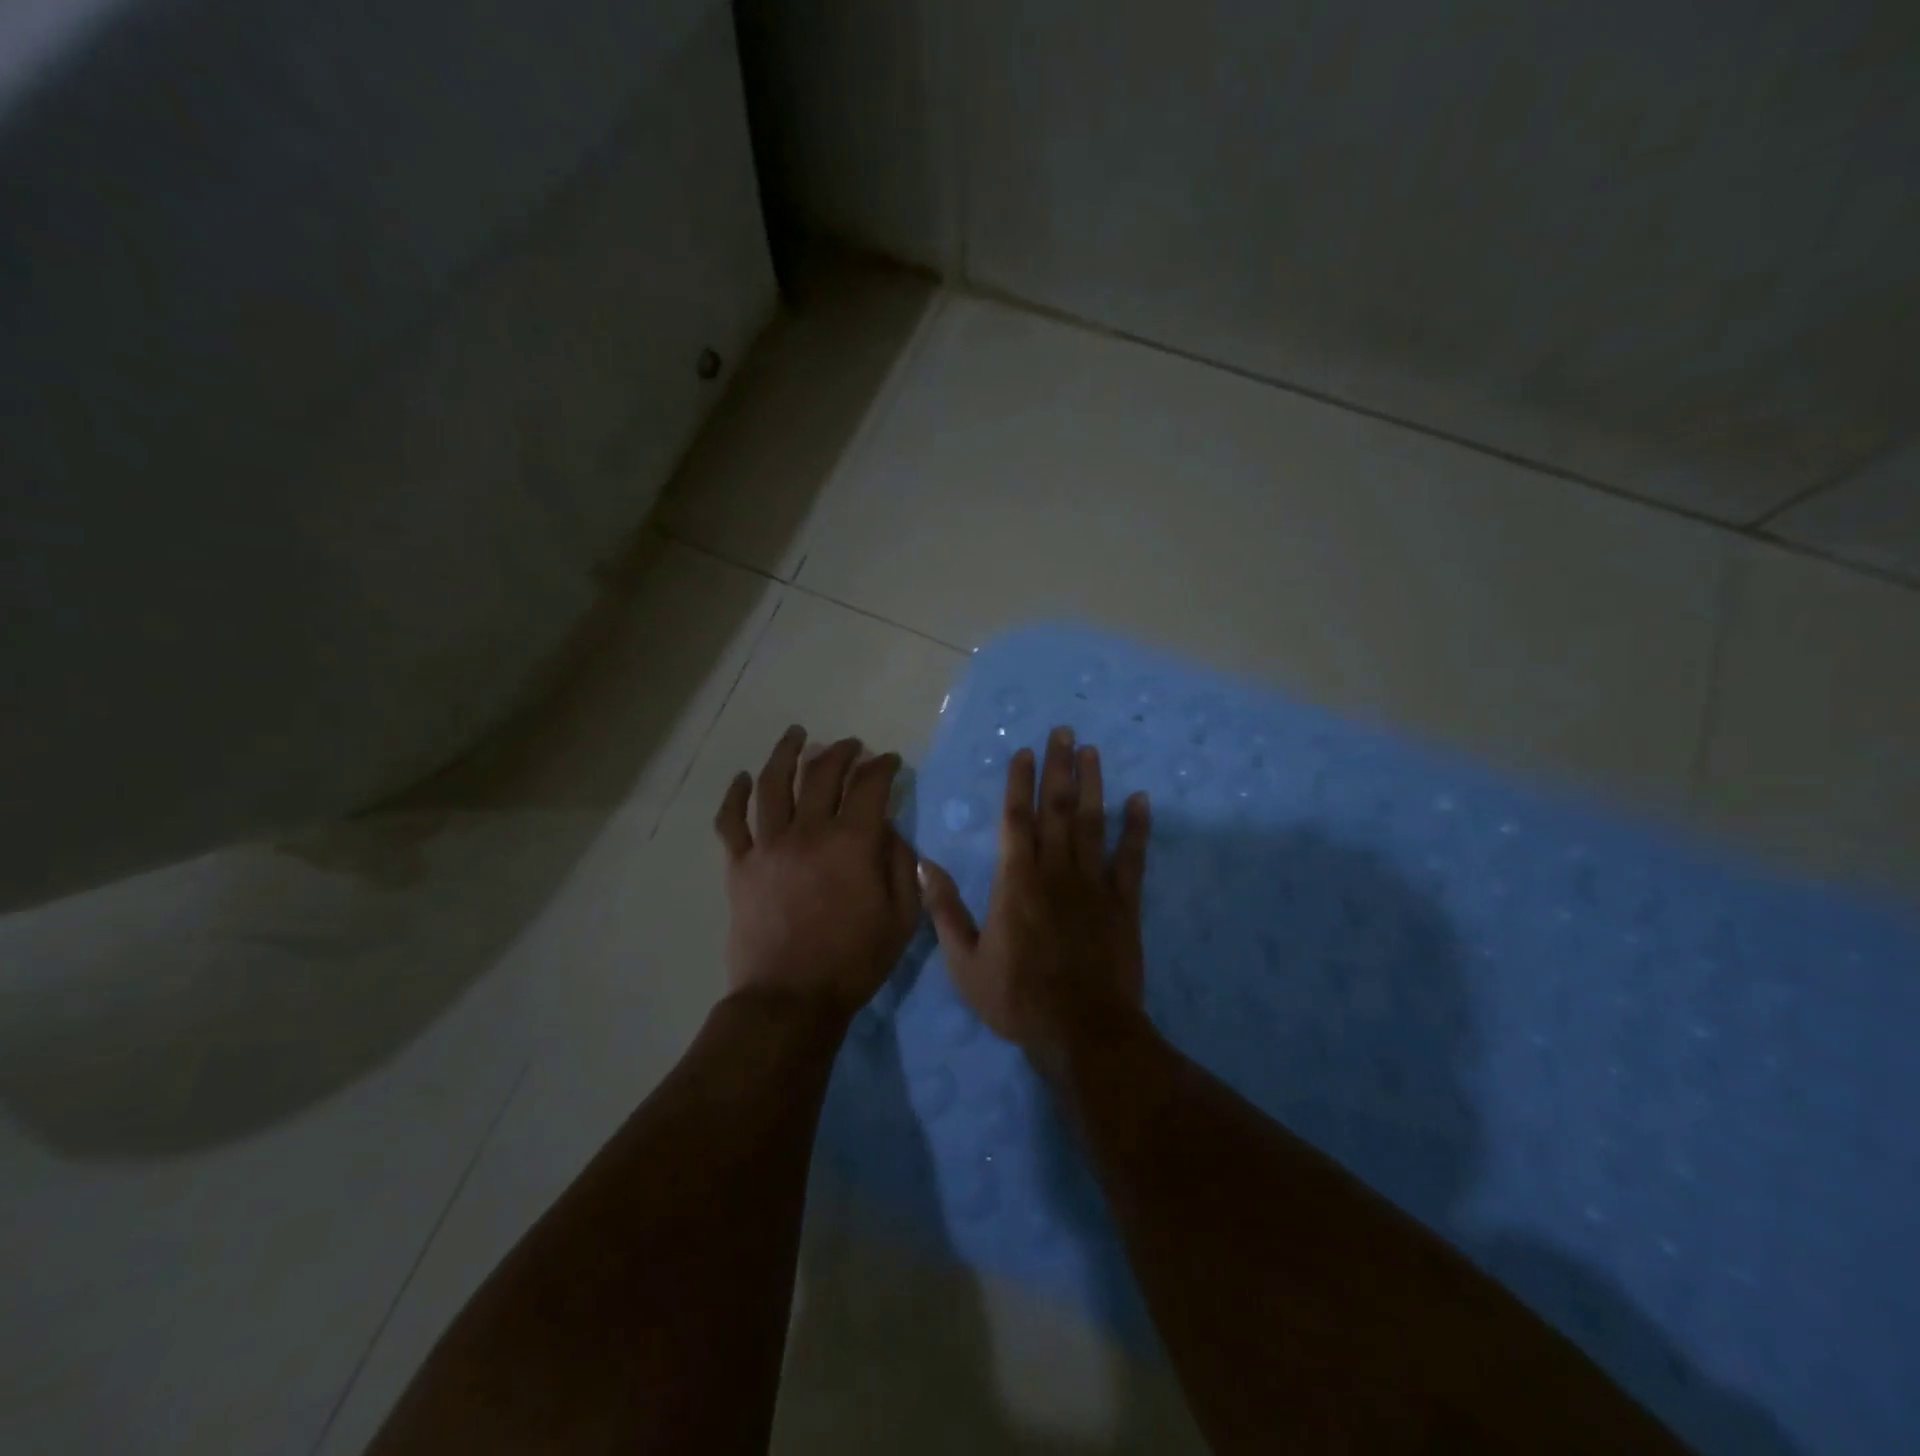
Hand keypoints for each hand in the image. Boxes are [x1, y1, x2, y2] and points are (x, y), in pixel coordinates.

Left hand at [714, 727, 920, 1016]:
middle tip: (852, 746)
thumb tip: (890, 830)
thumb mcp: (902, 918)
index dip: (882, 766)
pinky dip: (735, 795)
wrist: (791, 999)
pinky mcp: (739, 866)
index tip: (890, 760)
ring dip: (786, 753)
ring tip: (796, 735)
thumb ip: (901, 865)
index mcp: (852, 843)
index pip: (869, 785)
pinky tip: (743, 778)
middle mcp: (808, 832)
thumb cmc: (854, 962)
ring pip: (773, 784)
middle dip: (841, 752)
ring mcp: (768, 846)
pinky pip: (731, 821)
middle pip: (822, 774)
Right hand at [918, 726, 1150, 1050]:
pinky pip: (1131, 858)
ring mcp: (1093, 884)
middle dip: (1059, 766)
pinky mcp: (1124, 903)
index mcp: (1016, 880)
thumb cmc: (1017, 998)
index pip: (1016, 818)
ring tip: (1092, 750)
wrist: (1081, 1031)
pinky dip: (1137, 828)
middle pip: (1057, 808)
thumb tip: (920, 865)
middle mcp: (1055, 870)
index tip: (1025, 751)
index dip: (1020, 782)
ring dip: (1093, 784)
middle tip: (1065, 731)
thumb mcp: (964, 961)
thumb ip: (944, 910)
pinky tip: (1140, 800)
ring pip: (1093, 822)